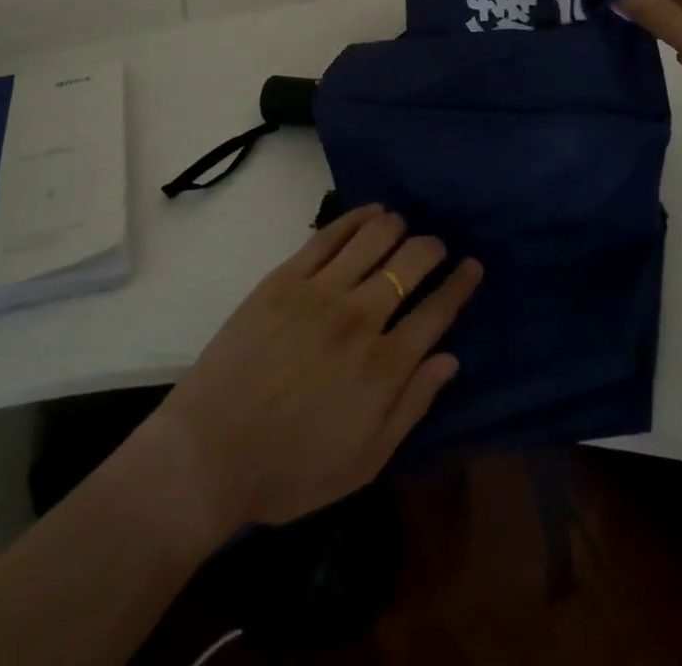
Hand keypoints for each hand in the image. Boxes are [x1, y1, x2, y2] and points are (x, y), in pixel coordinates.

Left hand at [150, 205, 480, 532]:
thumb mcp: (364, 461)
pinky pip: (329, 235)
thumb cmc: (290, 469)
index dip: (460, 284)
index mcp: (383, 366)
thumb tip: (449, 359)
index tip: (472, 266)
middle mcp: (359, 318)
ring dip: (397, 227)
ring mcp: (320, 292)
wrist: (209, 451)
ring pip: (373, 239)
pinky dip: (356, 218)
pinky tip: (370, 213)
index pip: (437, 312)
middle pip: (411, 264)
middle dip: (432, 249)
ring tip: (403, 227)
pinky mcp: (285, 277)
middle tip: (436, 248)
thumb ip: (411, 406)